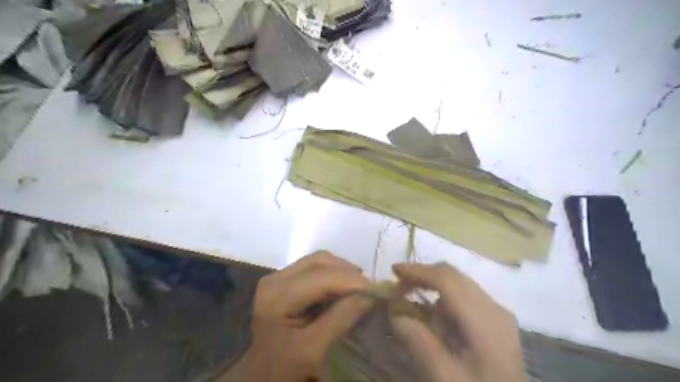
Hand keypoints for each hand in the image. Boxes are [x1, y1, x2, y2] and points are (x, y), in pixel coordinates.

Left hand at [238, 252, 370, 380]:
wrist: (262, 374)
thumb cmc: (285, 367)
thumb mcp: (314, 349)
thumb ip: (341, 319)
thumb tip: (369, 295)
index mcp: (278, 295)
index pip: (321, 277)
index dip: (351, 280)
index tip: (377, 290)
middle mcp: (275, 278)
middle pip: (319, 261)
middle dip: (348, 272)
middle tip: (370, 289)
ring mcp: (278, 276)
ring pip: (318, 260)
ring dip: (342, 270)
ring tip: (360, 287)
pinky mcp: (284, 279)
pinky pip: (314, 266)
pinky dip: (333, 273)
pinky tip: (344, 286)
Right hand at [387, 263, 524, 381]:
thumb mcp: (443, 375)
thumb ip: (417, 340)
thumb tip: (395, 310)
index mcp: (484, 320)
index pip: (447, 279)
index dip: (418, 271)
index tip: (394, 271)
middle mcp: (494, 308)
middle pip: (454, 276)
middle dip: (423, 274)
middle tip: (399, 283)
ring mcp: (498, 312)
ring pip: (460, 283)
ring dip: (433, 284)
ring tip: (412, 295)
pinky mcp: (497, 320)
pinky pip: (465, 296)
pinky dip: (444, 296)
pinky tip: (434, 314)